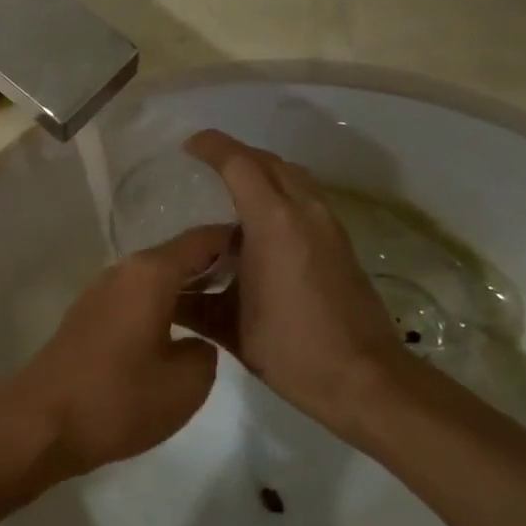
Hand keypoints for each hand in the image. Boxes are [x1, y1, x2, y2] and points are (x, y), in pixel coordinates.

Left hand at [0, 225, 229, 487]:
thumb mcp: (187, 383)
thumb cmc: (118, 399)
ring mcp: (101, 293)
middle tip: (254, 289)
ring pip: (156, 280)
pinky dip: (162, 307)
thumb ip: (206, 352)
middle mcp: (123, 271)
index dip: (236, 241)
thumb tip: (194, 343)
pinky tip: (179, 334)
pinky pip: (136, 300)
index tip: (270, 255)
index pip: (203, 240)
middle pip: (178, 257)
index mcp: (151, 273)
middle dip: (215, 268)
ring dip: (187, 290)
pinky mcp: (88, 318)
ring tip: (224, 314)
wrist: (41, 423)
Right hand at [180, 129, 407, 432]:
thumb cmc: (290, 349)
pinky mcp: (341, 244)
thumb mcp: (229, 327)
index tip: (187, 147)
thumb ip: (192, 303)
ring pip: (293, 177)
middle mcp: (305, 212)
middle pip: (269, 162)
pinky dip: (279, 194)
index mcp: (274, 223)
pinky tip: (259, 229)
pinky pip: (305, 199)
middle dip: (236, 155)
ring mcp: (329, 227)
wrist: (363, 378)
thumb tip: (162, 292)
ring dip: (261, 172)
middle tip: (205, 165)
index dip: (212, 147)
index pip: (240, 164)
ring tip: (230, 191)